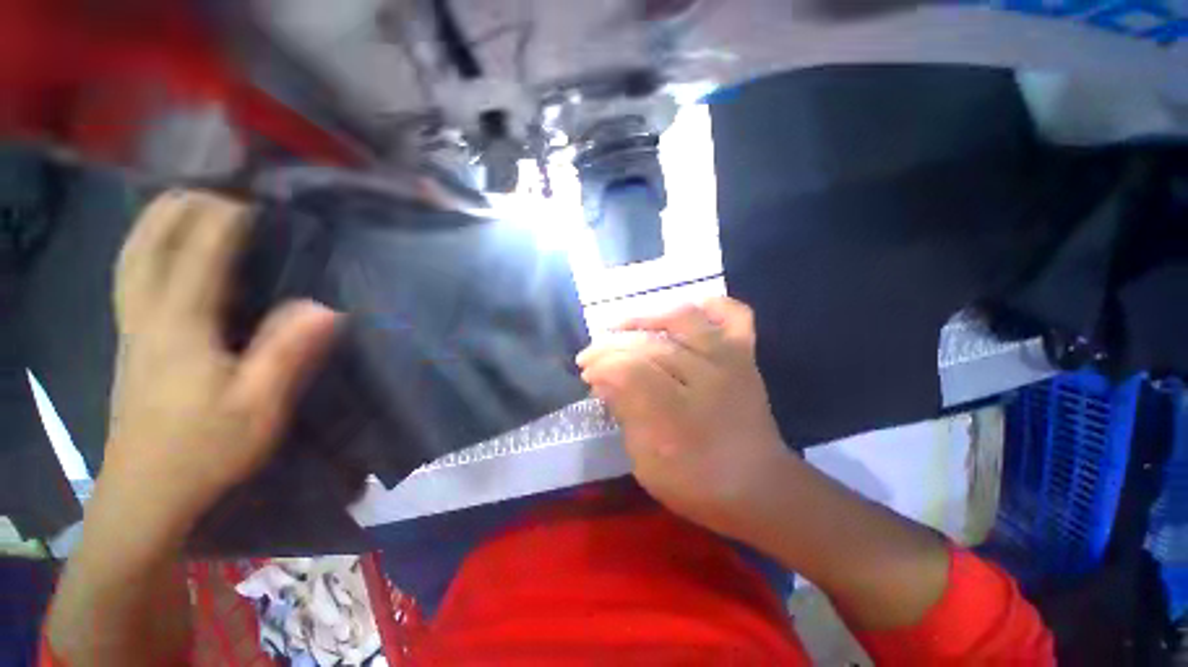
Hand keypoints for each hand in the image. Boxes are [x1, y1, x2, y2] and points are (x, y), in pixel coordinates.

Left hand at [102, 190, 337, 529]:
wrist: (145, 496)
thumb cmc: (206, 450)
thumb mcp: (260, 406)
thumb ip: (288, 352)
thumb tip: (324, 305)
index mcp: (180, 327)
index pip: (199, 254)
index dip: (224, 221)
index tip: (254, 201)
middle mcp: (146, 317)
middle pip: (147, 245)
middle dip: (177, 209)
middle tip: (213, 189)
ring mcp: (130, 331)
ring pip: (131, 260)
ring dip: (154, 223)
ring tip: (182, 204)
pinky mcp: (129, 346)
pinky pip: (131, 280)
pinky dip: (144, 251)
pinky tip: (160, 253)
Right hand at [576, 297, 796, 538]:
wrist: (761, 488)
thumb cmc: (698, 483)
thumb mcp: (647, 463)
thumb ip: (625, 416)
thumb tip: (602, 381)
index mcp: (680, 415)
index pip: (630, 371)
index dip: (602, 367)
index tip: (586, 373)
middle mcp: (707, 376)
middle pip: (649, 344)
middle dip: (611, 346)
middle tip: (591, 356)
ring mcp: (729, 359)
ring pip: (682, 317)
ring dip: (645, 317)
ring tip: (623, 327)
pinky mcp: (745, 354)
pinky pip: (731, 314)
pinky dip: (707, 306)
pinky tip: (684, 315)